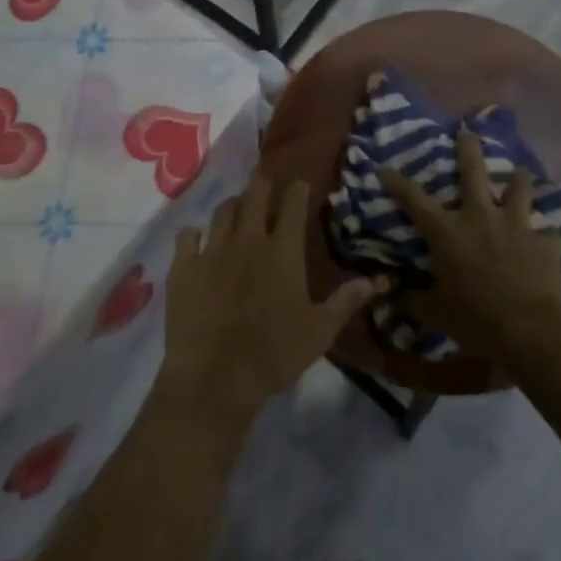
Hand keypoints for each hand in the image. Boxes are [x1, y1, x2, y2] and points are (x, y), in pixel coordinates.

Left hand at [160, 177, 384, 424]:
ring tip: (237, 207)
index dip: (297, 189)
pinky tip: (196, 238)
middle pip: (255, 196)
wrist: (214, 378)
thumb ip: (345, 301)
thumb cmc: (274, 354)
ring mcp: (213, 250)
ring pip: (223, 211)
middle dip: (263, 185)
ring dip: (233, 205)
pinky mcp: (184, 267)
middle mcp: (248, 239)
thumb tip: (376, 280)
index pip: (292, 204)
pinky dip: (194, 234)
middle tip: (266, 182)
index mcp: (282, 250)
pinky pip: (187, 236)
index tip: (299, 183)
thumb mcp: (319, 332)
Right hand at [377, 128, 560, 362]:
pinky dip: (546, 233)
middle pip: (473, 171)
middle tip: (467, 131)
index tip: (386, 167)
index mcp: (448, 232)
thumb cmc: (476, 320)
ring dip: (519, 179)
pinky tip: (552, 237)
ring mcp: (515, 225)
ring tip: (521, 172)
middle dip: (468, 148)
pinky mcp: (544, 241)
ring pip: (518, 187)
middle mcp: (480, 217)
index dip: (397, 182)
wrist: (531, 331)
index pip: (415, 200)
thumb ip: (415, 300)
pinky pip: (547, 231)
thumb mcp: (437, 314)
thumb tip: (395, 297)